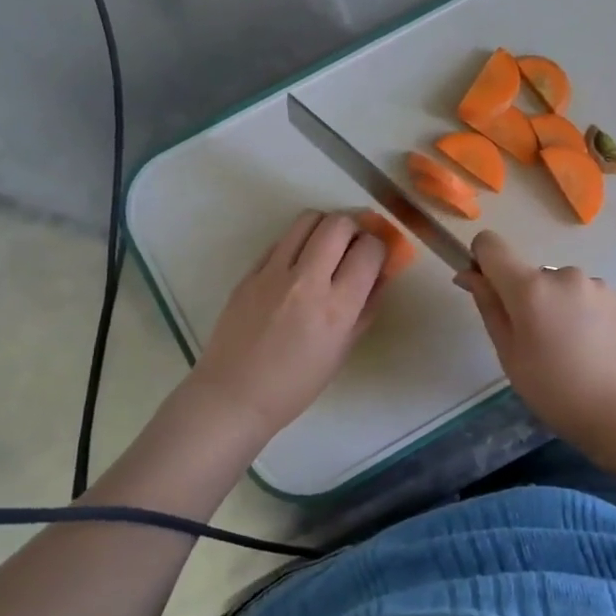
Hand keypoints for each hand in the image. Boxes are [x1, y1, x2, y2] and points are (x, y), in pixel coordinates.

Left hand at [187, 211, 386, 438]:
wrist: (234, 396)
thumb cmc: (296, 385)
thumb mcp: (343, 350)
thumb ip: (366, 307)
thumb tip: (381, 274)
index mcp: (336, 308)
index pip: (369, 250)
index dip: (380, 247)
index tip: (378, 255)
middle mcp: (307, 281)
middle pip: (339, 223)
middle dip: (356, 226)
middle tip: (356, 243)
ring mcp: (273, 273)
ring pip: (307, 219)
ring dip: (326, 226)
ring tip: (328, 245)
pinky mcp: (250, 272)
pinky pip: (281, 240)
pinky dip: (299, 242)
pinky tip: (299, 262)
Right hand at [455, 230, 615, 444]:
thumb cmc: (559, 393)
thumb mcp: (511, 357)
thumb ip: (489, 308)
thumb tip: (469, 274)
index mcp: (530, 288)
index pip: (491, 245)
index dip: (483, 261)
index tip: (490, 292)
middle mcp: (565, 274)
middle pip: (531, 276)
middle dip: (528, 301)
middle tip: (540, 347)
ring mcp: (599, 285)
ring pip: (564, 289)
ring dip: (560, 309)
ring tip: (575, 354)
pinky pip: (592, 300)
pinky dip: (587, 318)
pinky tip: (599, 353)